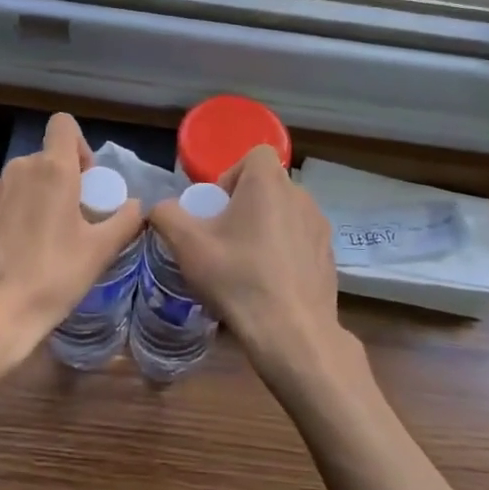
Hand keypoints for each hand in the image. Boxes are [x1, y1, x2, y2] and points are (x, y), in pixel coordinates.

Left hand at [0, 112, 141, 381]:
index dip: (80, 145)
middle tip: (78, 219)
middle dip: (65, 179)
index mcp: (52, 169)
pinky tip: (24, 252)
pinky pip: (7, 200)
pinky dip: (19, 214)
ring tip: (51, 239)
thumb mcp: (100, 251)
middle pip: (48, 157)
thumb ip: (125, 220)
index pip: (64, 125)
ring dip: (41, 197)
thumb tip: (137, 205)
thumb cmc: (51, 277)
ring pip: (26, 180)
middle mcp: (19, 169)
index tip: (88, 181)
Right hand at [148, 146, 356, 392]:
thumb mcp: (188, 245)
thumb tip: (159, 208)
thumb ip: (166, 216)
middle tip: (224, 239)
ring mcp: (320, 227)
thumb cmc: (238, 278)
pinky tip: (269, 284)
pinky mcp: (329, 256)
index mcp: (269, 183)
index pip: (254, 155)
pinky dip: (284, 252)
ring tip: (246, 264)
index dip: (231, 175)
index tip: (217, 209)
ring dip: (265, 228)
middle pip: (267, 186)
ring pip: (285, 214)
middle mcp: (301, 196)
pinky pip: (300, 241)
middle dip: (244, 205)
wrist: (292, 334)